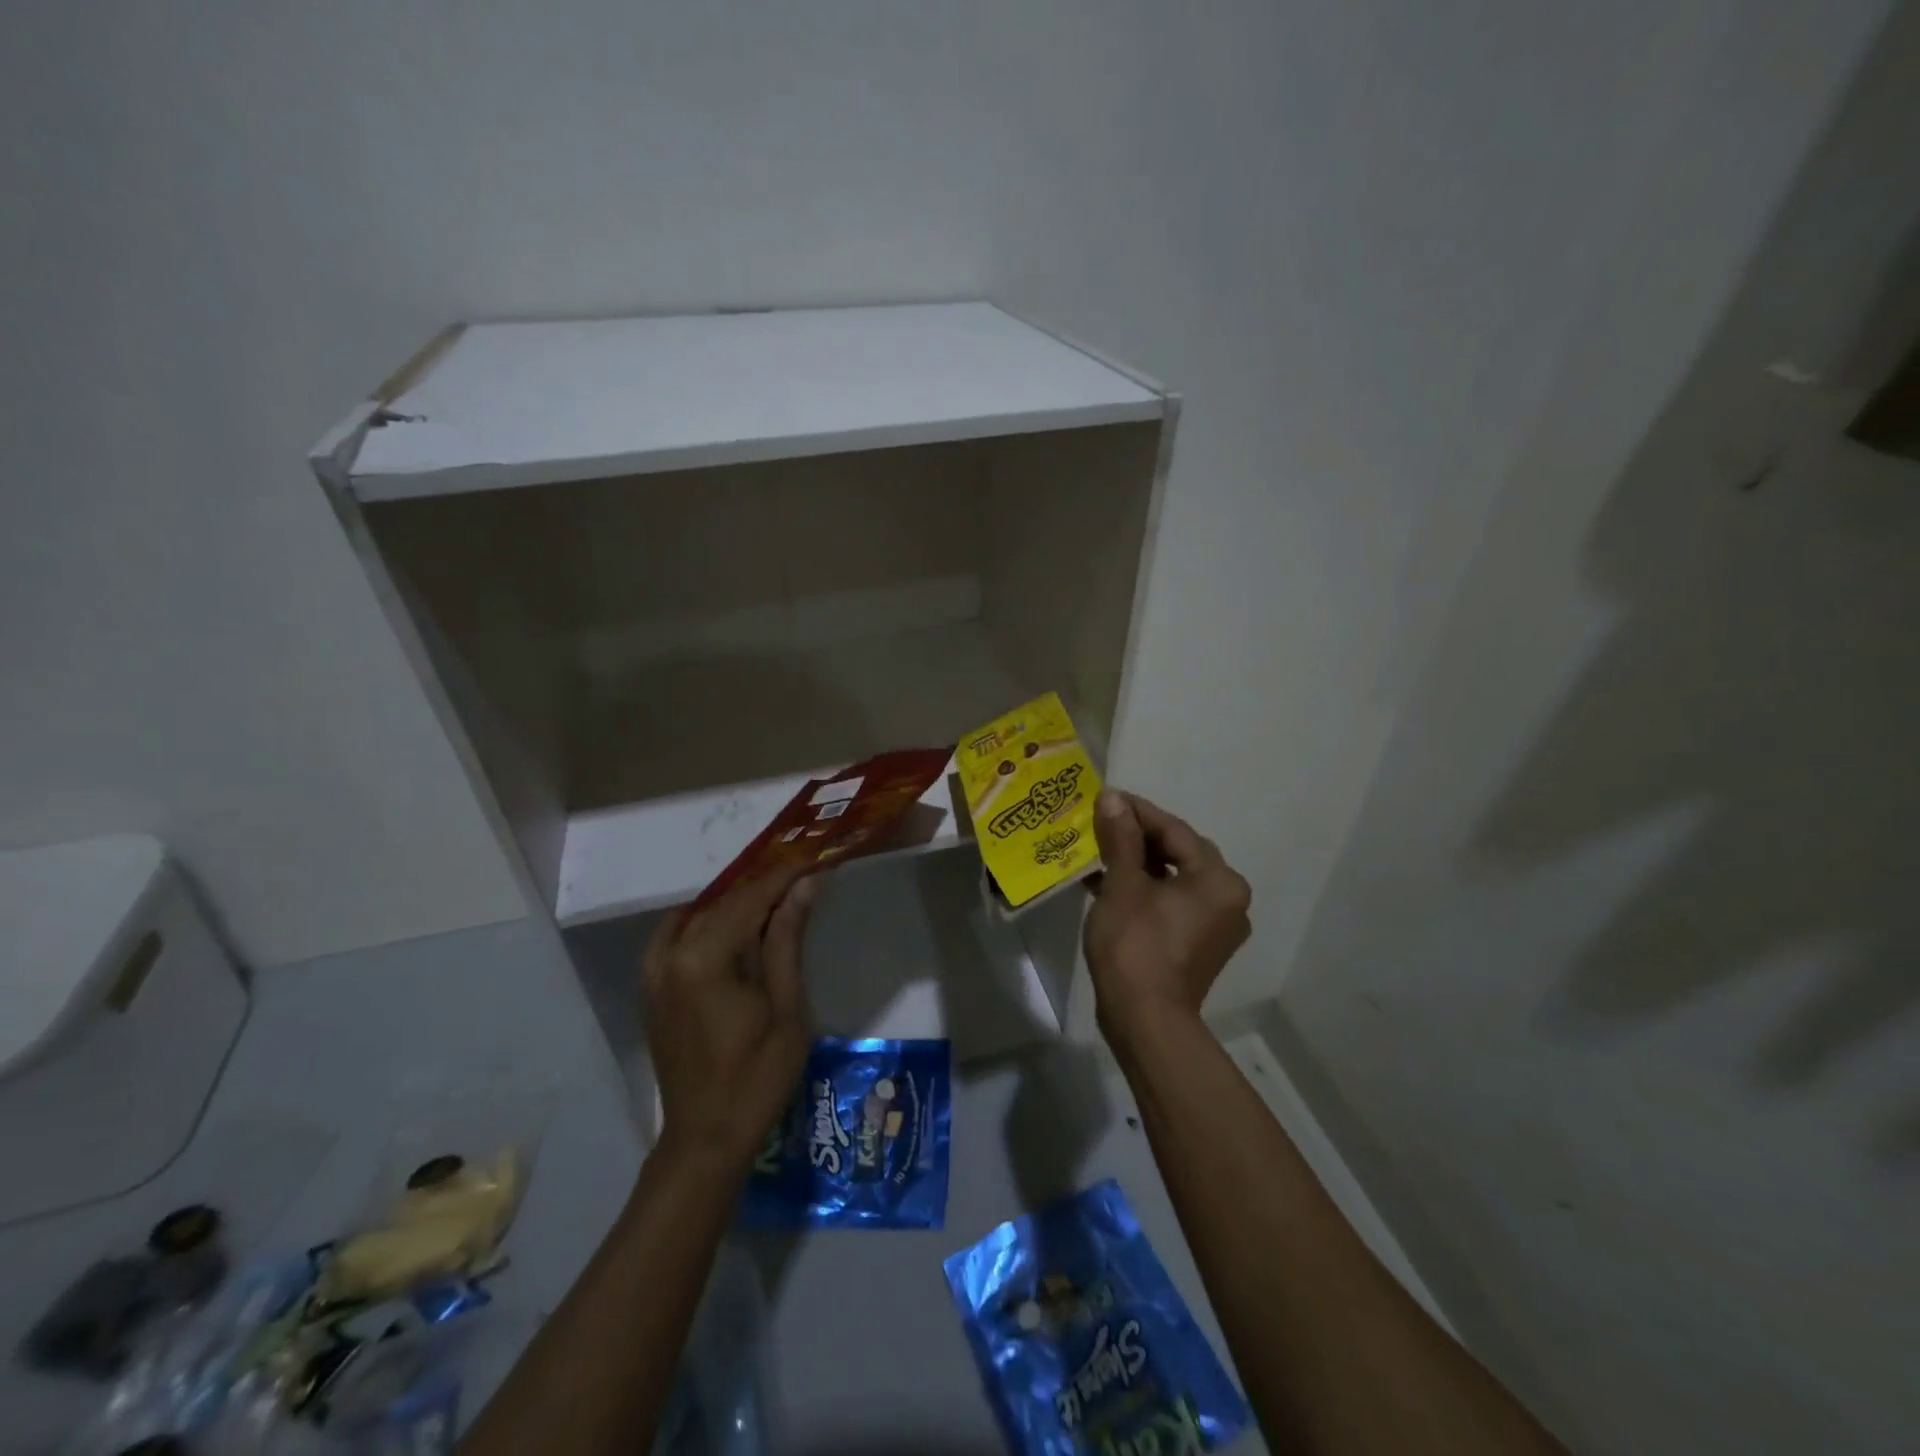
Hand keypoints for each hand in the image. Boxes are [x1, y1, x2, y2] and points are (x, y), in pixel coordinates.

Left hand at [642, 864, 821, 1174]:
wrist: (706, 1139)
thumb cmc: (757, 1076)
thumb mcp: (786, 1006)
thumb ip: (787, 940)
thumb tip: (804, 885)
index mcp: (705, 959)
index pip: (750, 900)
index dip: (784, 877)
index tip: (815, 861)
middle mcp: (671, 955)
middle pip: (723, 904)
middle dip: (764, 890)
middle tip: (802, 882)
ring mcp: (654, 973)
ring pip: (698, 918)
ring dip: (735, 907)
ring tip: (773, 905)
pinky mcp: (651, 989)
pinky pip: (674, 938)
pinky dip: (703, 924)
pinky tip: (728, 929)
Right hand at [1086, 790, 1251, 1050]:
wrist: (1145, 1021)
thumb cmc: (1136, 946)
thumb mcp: (1123, 885)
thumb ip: (1121, 838)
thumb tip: (1113, 798)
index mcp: (1218, 880)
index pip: (1175, 831)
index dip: (1138, 812)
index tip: (1106, 798)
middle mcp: (1228, 899)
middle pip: (1179, 853)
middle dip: (1138, 837)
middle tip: (1103, 823)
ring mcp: (1217, 926)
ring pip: (1175, 879)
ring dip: (1139, 864)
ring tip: (1100, 852)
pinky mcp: (1199, 946)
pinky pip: (1173, 903)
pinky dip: (1146, 891)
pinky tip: (1109, 885)